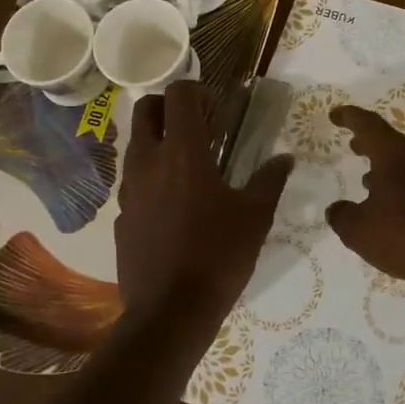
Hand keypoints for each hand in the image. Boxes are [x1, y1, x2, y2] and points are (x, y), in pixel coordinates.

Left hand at [115, 81, 292, 324]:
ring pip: (136, 145)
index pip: (178, 94)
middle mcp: (147, 161)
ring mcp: (128, 189)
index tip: (217, 112)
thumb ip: (269, 180)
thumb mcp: (255, 217)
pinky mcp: (119, 216)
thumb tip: (285, 158)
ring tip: (190, 168)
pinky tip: (175, 207)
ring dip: (159, 142)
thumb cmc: (218, 256)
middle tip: (199, 128)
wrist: (170, 311)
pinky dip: (151, 178)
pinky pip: (133, 182)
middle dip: (170, 107)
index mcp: (182, 152)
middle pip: (145, 110)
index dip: (198, 91)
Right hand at [325, 106, 404, 293]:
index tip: (336, 115)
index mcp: (396, 153)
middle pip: (393, 142)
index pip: (368, 125)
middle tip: (356, 149)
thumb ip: (342, 217)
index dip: (349, 118)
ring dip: (393, 171)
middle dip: (371, 146)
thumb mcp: (360, 232)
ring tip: (375, 188)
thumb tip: (337, 209)